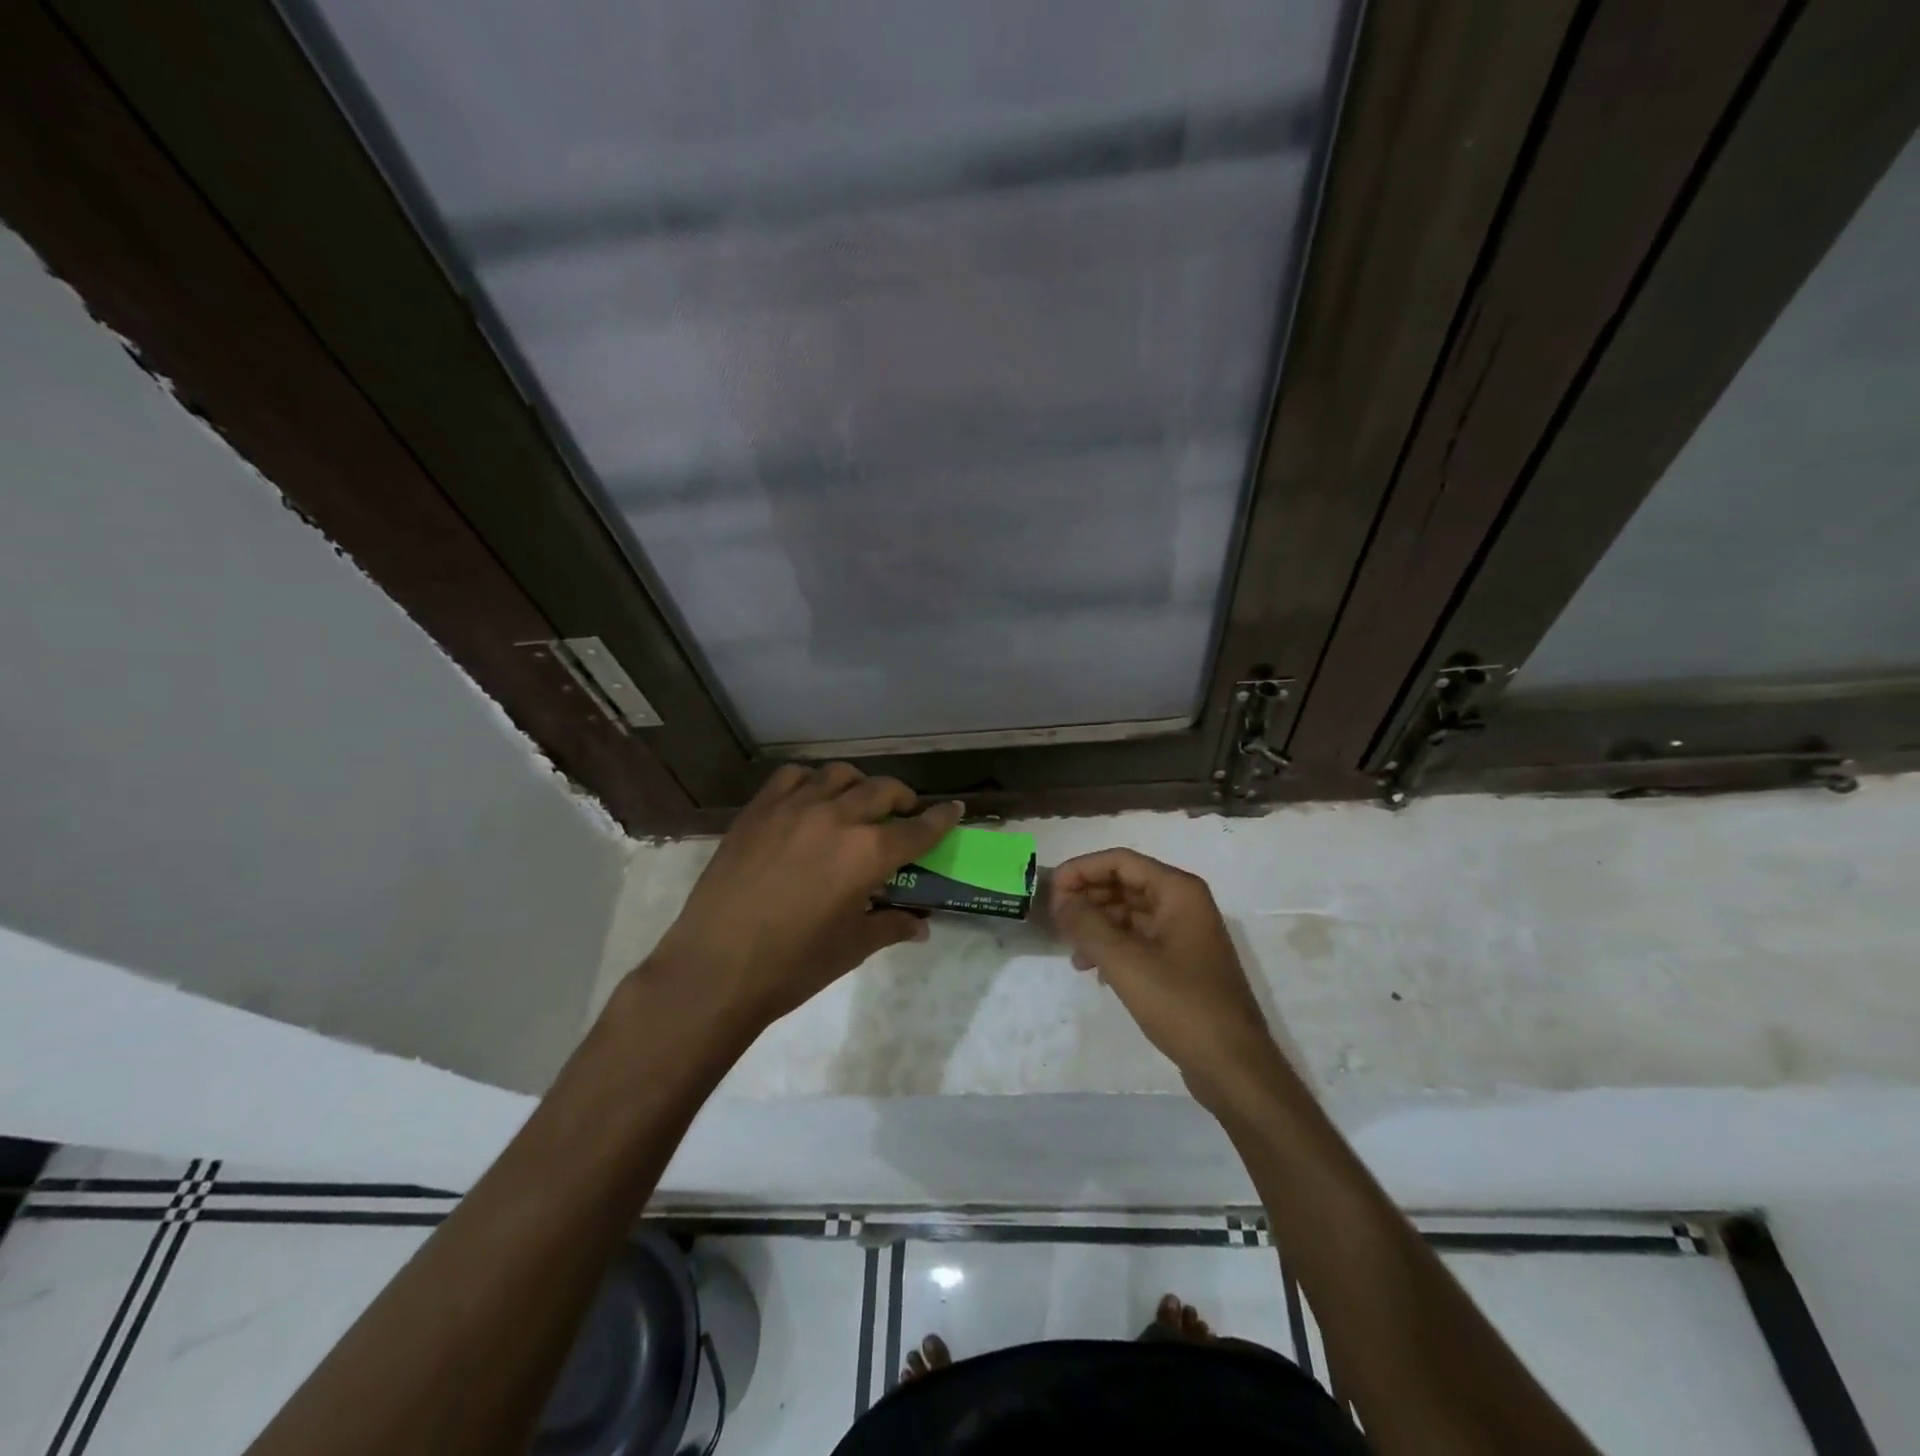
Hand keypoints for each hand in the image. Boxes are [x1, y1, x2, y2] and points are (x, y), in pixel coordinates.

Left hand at [650, 763, 962, 1033]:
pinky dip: (812, 781)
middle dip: (902, 798)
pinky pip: (793, 776)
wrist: (715, 968)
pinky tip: (810, 800)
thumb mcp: (852, 947)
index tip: (953, 809)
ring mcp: (794, 807)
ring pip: (839, 774)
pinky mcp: (758, 809)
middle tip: (904, 812)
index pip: (918, 828)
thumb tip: (920, 926)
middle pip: (883, 790)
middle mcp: (837, 817)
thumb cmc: (792, 966)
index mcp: (868, 853)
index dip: (941, 818)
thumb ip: (890, 926)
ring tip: (857, 802)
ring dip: (858, 784)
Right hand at [1050, 849, 1277, 1100]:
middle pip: (1124, 883)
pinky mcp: (1181, 962)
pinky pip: (1139, 939)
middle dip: (1088, 897)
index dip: (1081, 870)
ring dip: (1097, 924)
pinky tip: (1093, 970)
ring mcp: (1184, 934)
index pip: (1120, 861)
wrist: (1233, 1067)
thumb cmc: (1182, 1005)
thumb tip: (1060, 899)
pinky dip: (1113, 947)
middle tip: (1055, 920)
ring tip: (1072, 950)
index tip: (1050, 892)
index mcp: (1178, 891)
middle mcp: (1183, 904)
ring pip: (1129, 912)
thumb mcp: (1125, 962)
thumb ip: (1087, 924)